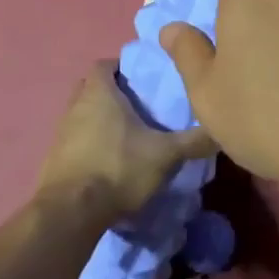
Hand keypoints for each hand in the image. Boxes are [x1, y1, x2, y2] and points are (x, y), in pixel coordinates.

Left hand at [35, 62, 213, 221]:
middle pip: (92, 89)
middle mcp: (75, 107)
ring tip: (129, 137)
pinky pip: (75, 143)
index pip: (105, 65)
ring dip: (101, 122)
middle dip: (113, 94)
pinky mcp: (54, 161)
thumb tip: (223, 129)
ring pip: (83, 116)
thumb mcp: (166, 154)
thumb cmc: (118, 168)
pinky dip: (91, 146)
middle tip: (140, 106)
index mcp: (99, 93)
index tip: (144, 79)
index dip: (123, 68)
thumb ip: (194, 140)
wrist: (70, 214)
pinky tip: (111, 163)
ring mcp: (60, 134)